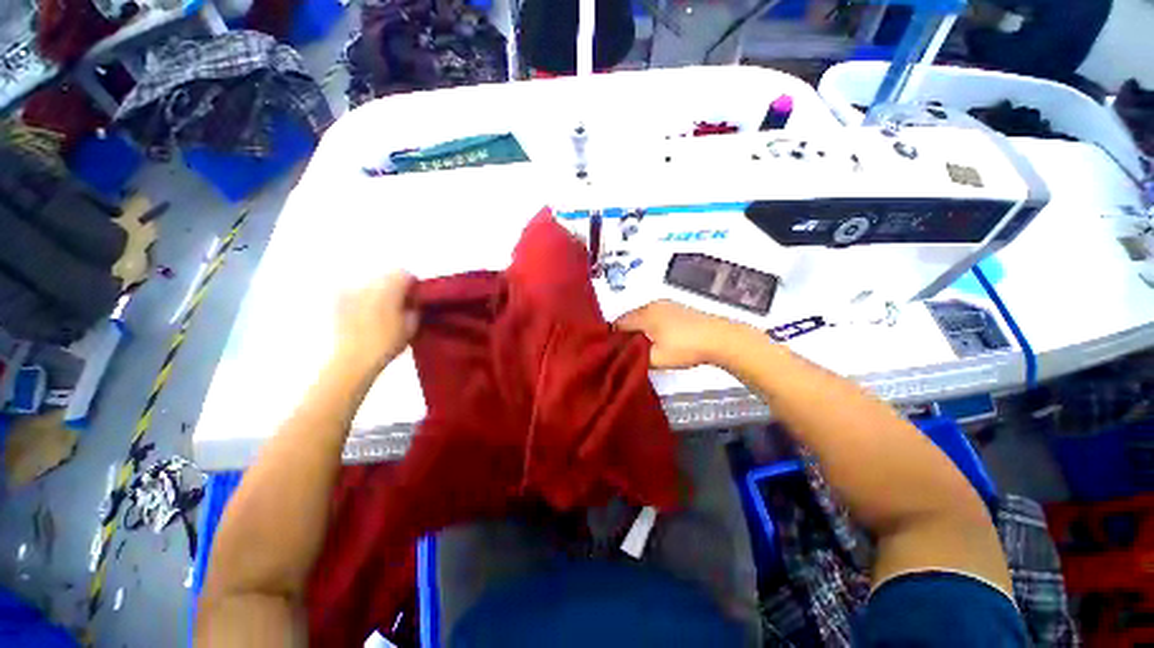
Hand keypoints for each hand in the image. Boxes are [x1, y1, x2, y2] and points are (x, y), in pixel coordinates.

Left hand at [333, 271, 418, 372]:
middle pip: (385, 277)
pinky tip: (363, 317)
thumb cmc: (386, 343)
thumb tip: (413, 303)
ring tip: (380, 314)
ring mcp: (349, 291)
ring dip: (377, 294)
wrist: (351, 360)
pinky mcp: (336, 302)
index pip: (404, 274)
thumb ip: (415, 310)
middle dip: (393, 288)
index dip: (412, 285)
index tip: (415, 299)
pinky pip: (352, 294)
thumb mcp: (412, 328)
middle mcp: (368, 284)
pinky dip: (360, 301)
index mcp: (389, 288)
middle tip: (399, 307)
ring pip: (369, 285)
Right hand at [615, 300, 747, 369]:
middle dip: (626, 333)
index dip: (614, 338)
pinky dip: (651, 326)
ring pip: (642, 317)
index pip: (618, 323)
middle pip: (629, 318)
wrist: (720, 338)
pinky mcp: (677, 308)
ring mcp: (666, 305)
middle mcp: (652, 305)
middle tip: (628, 352)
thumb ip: (635, 357)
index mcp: (644, 314)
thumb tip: (624, 356)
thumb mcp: (656, 359)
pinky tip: (659, 339)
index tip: (615, 351)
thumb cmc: (686, 347)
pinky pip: (655, 315)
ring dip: (639, 329)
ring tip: (644, 347)